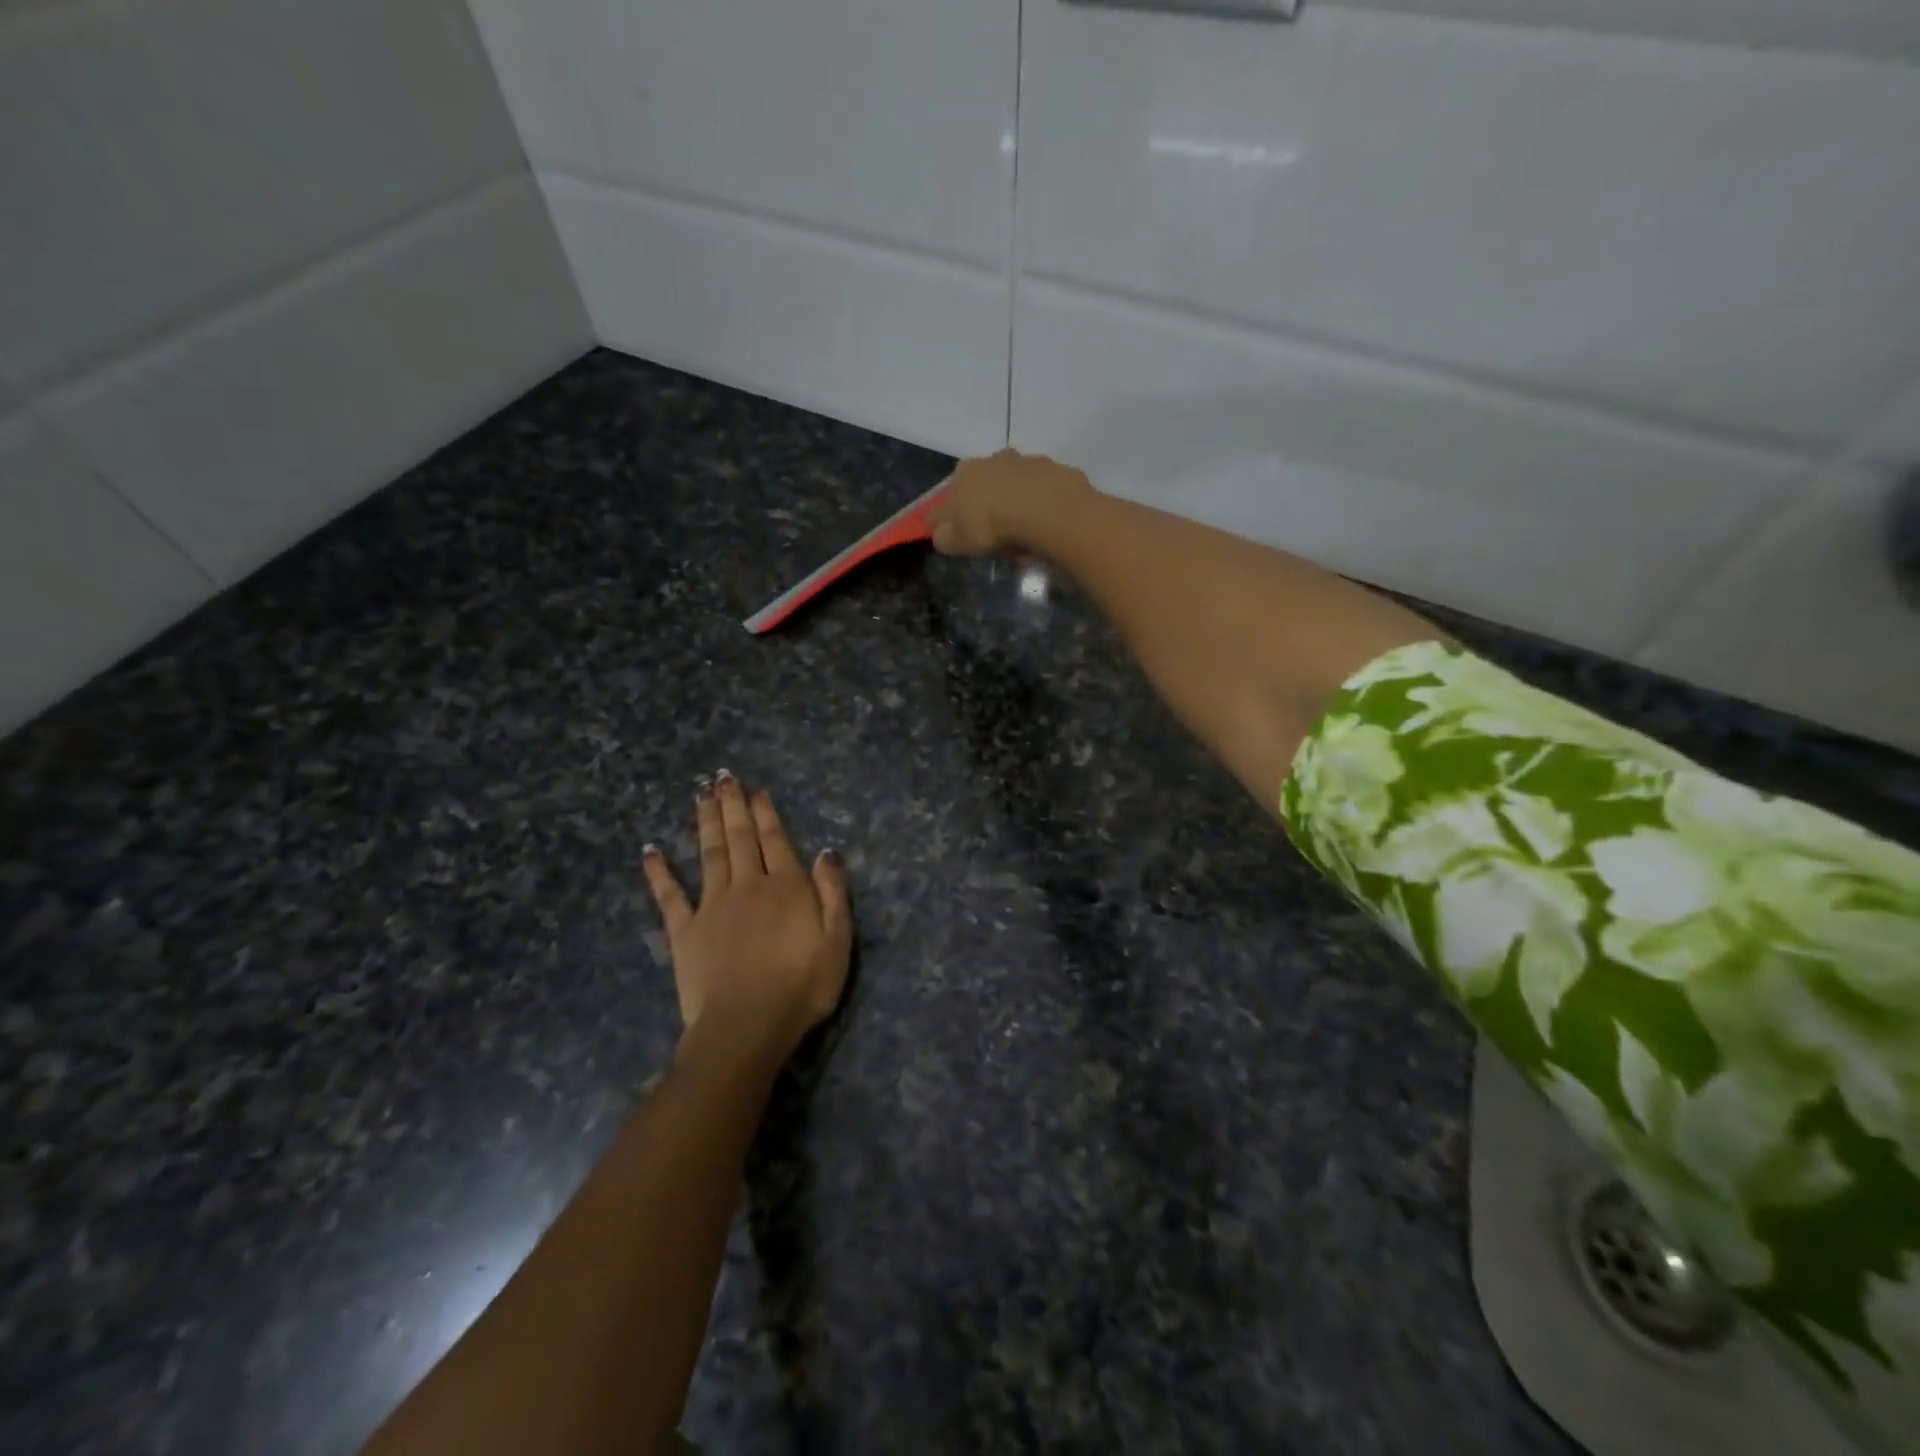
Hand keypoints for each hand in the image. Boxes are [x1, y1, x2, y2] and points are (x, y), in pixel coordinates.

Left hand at [642, 771, 852, 1059]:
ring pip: (708, 853)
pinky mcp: (684, 931)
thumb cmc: (801, 987)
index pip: (774, 839)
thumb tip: (827, 851)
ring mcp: (712, 906)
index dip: (765, 812)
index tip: (755, 788)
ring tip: (699, 795)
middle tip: (722, 777)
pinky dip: (658, 871)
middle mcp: (747, 885)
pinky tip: (650, 850)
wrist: (746, 1026)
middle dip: (732, 805)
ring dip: (704, 822)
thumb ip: (833, 893)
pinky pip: (669, 895)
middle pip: (739, 837)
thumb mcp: (837, 941)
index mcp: (785, 887)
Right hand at [928, 449, 1091, 557]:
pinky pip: (1041, 488)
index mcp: (963, 474)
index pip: (947, 497)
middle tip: (994, 531)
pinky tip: (1044, 520)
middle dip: (985, 503)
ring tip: (1022, 528)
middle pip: (983, 483)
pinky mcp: (1053, 468)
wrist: (1046, 510)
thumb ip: (944, 537)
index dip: (949, 516)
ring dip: (1015, 499)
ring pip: (1014, 482)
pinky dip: (1040, 501)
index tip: (956, 533)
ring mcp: (1024, 461)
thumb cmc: (993, 526)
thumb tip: (940, 532)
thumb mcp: (959, 542)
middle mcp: (992, 459)